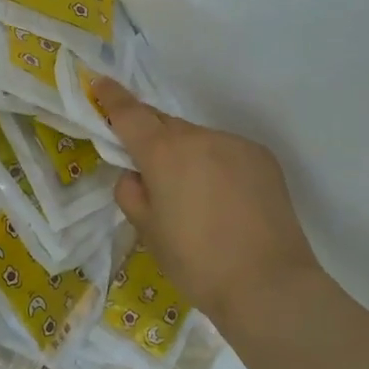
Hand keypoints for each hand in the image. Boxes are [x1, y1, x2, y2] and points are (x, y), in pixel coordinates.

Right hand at [95, 78, 321, 324]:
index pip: (129, 114)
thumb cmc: (196, 262)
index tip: (99, 83)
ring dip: (187, 155)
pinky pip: (226, 152)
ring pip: (197, 140)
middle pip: (164, 125)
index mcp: (163, 152)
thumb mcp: (147, 230)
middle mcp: (199, 137)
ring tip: (194, 197)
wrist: (268, 285)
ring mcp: (235, 144)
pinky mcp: (263, 158)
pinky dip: (216, 165)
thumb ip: (131, 192)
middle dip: (151, 138)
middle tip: (147, 168)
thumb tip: (137, 174)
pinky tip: (224, 200)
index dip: (111, 97)